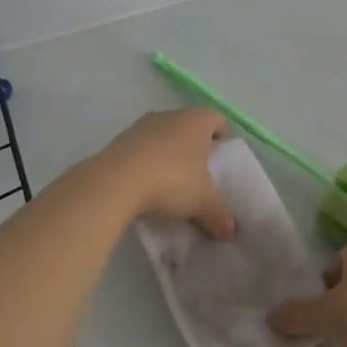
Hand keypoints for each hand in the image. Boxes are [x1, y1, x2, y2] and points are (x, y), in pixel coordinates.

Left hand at [95, 108, 235, 238]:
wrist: (115, 182)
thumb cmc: (172, 180)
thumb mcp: (203, 202)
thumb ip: (219, 215)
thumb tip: (230, 231)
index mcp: (197, 120)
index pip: (217, 119)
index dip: (222, 136)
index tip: (221, 158)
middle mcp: (170, 115)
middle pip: (188, 127)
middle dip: (194, 148)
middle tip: (199, 175)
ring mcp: (140, 126)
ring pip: (162, 137)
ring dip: (167, 155)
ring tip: (170, 184)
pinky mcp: (118, 141)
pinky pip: (140, 150)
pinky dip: (145, 164)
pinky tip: (145, 187)